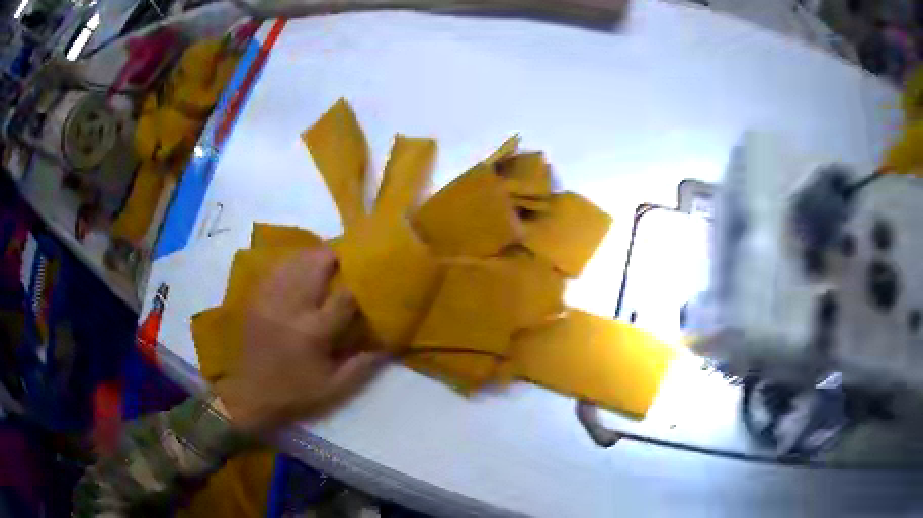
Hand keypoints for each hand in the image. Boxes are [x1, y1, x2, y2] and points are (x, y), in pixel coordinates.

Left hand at [216, 247, 382, 433]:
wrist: (250, 396)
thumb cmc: (295, 393)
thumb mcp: (335, 388)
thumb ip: (364, 365)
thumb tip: (390, 343)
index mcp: (314, 330)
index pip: (345, 295)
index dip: (361, 284)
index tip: (372, 280)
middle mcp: (292, 306)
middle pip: (317, 263)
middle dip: (337, 257)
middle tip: (350, 260)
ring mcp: (270, 298)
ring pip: (296, 260)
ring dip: (315, 256)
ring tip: (328, 261)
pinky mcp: (257, 298)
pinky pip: (277, 269)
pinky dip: (293, 263)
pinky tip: (300, 267)